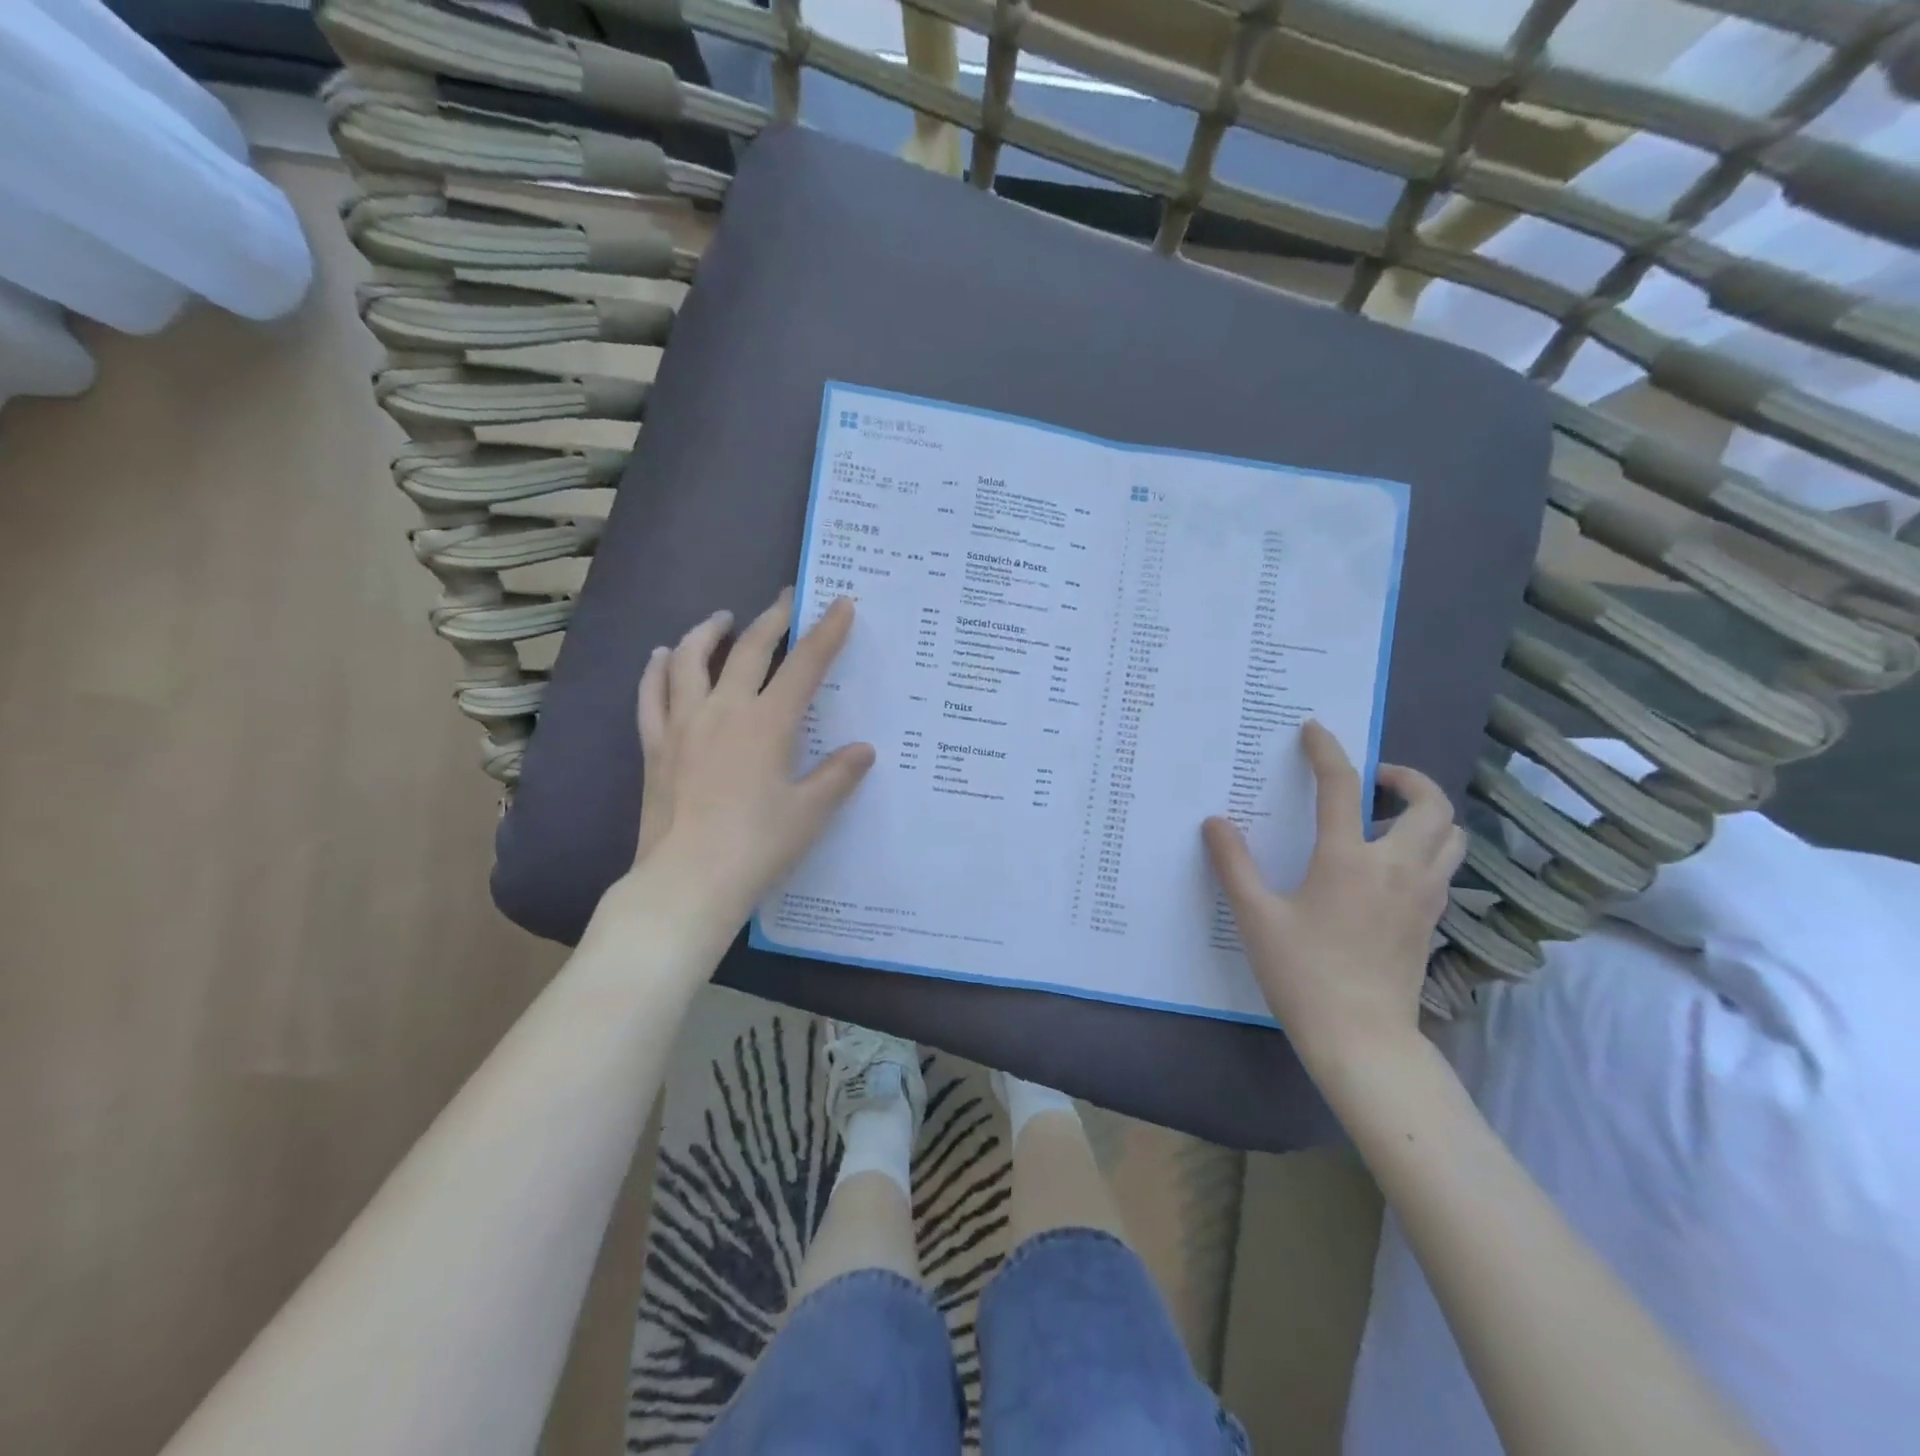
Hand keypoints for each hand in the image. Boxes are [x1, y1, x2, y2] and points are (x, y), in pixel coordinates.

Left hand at [628, 591, 874, 933]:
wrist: (688, 881)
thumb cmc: (757, 846)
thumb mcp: (810, 812)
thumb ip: (837, 776)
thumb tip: (863, 750)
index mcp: (768, 723)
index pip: (804, 665)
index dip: (826, 632)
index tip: (840, 603)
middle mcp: (724, 711)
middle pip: (748, 650)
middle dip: (771, 620)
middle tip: (784, 601)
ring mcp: (683, 725)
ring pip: (690, 660)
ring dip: (708, 632)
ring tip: (721, 619)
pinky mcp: (655, 746)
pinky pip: (651, 695)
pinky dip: (657, 670)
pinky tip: (662, 657)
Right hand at [1203, 721, 1463, 1067]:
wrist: (1362, 1039)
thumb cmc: (1303, 974)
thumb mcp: (1256, 917)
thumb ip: (1234, 864)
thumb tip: (1215, 822)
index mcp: (1349, 859)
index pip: (1343, 786)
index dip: (1327, 750)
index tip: (1314, 729)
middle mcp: (1398, 867)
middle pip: (1430, 803)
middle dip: (1406, 777)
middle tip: (1373, 779)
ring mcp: (1424, 896)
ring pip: (1451, 835)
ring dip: (1425, 812)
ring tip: (1386, 818)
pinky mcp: (1431, 920)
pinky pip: (1445, 865)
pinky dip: (1427, 846)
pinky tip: (1389, 865)